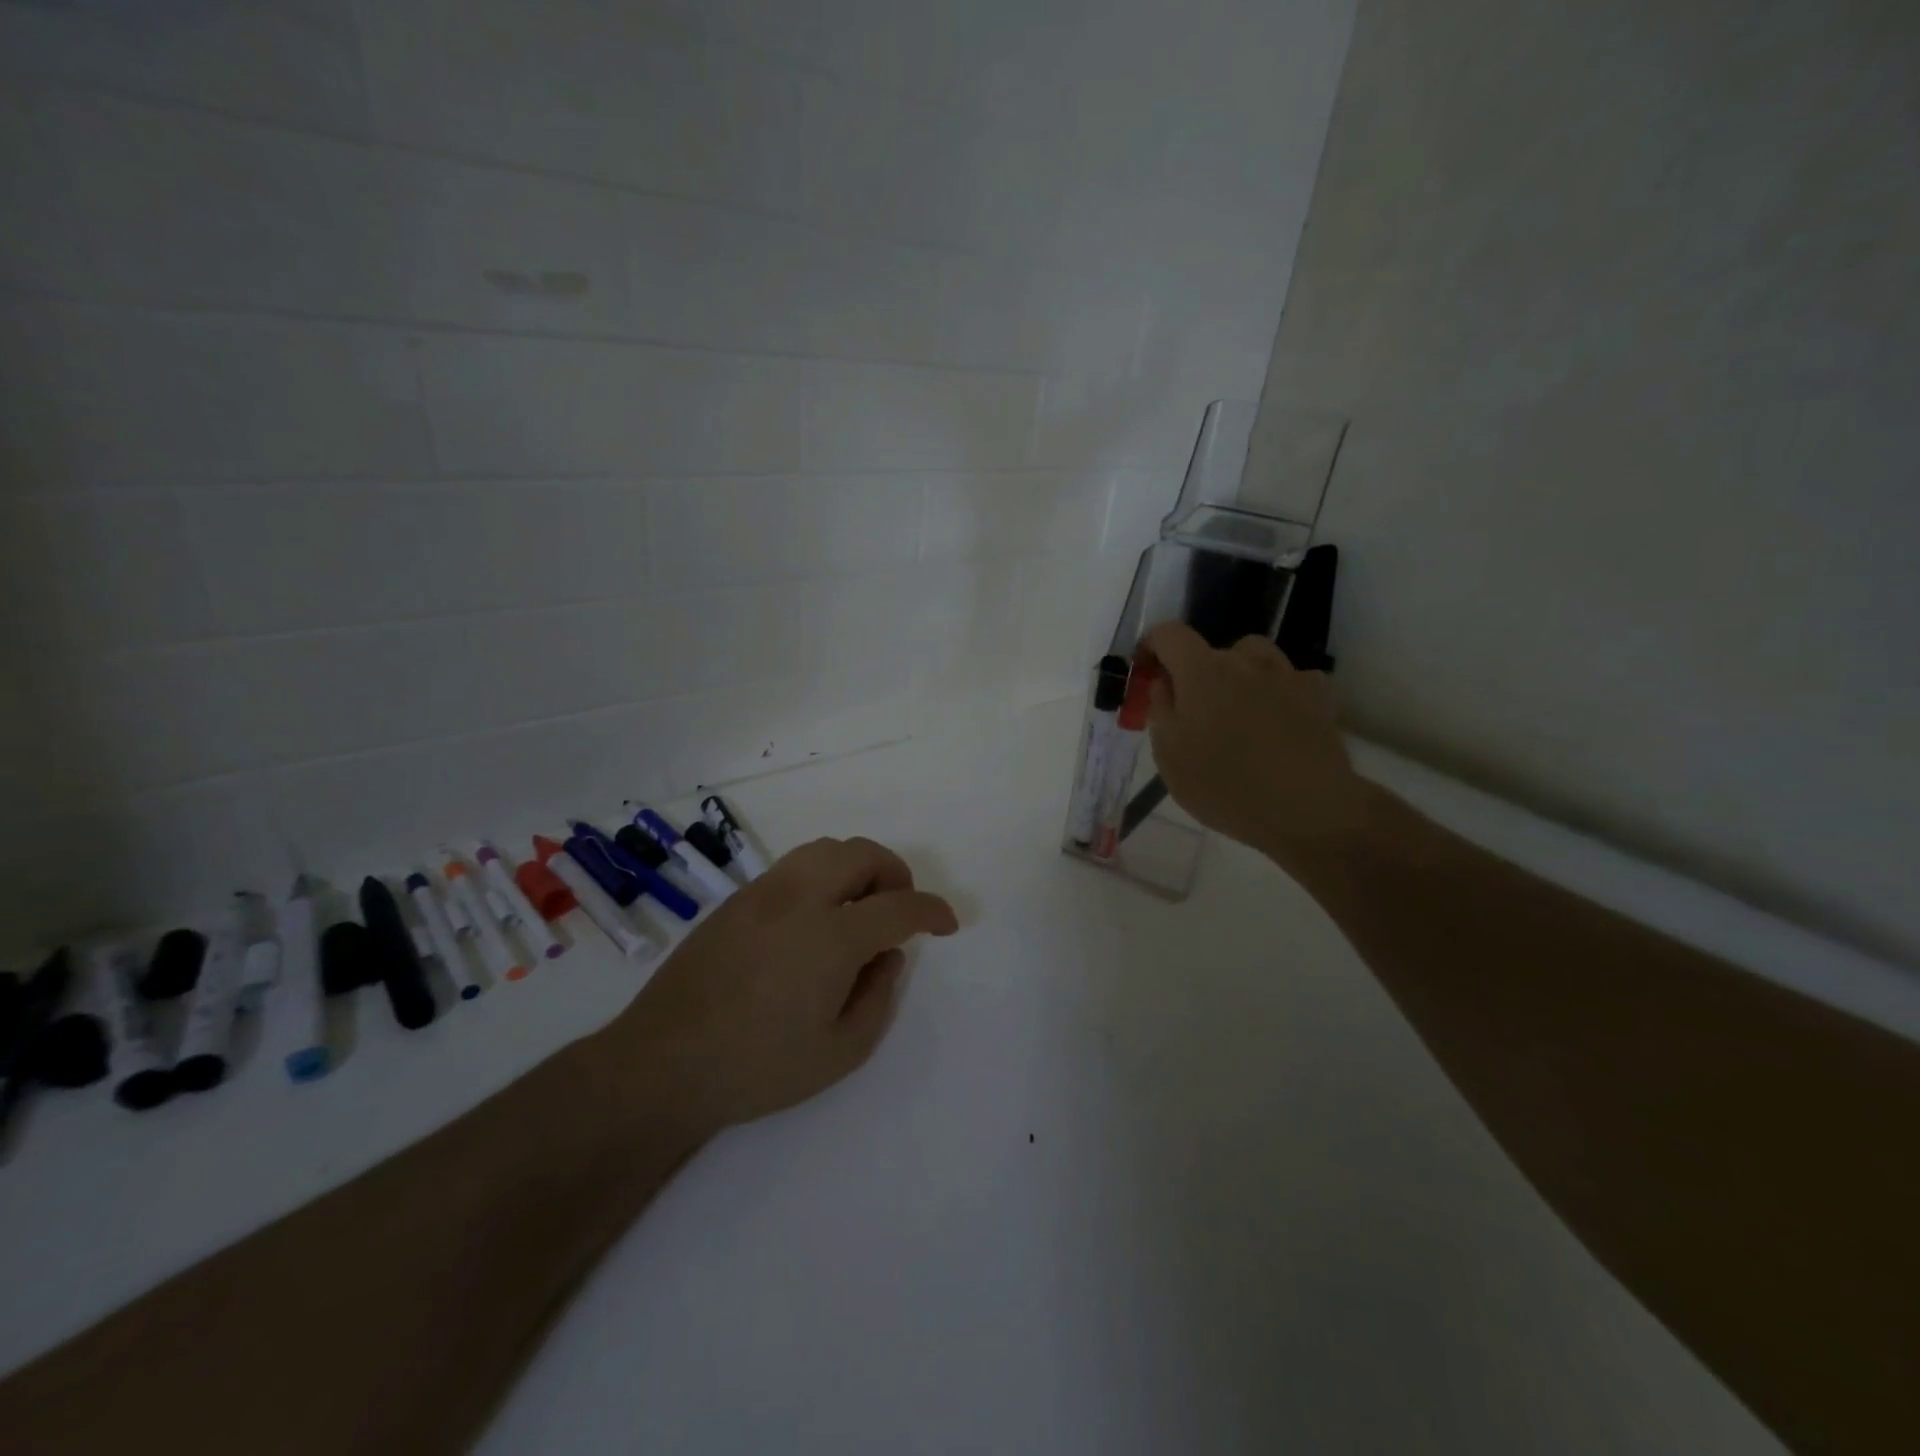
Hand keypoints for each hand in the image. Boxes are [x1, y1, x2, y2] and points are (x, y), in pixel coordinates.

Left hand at [605, 836, 957, 1134]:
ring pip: (825, 849)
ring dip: (857, 868)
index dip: (933, 910)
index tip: (947, 924)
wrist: (662, 1064)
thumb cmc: (758, 1067)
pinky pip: (794, 867)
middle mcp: (799, 898)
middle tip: (900, 911)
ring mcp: (762, 893)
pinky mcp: (735, 900)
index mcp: (831, 936)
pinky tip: (814, 919)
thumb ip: (878, 996)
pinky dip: (822, 876)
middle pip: (862, 854)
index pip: (899, 906)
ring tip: (858, 909)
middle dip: (895, 874)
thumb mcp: (840, 1052)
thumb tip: (889, 954)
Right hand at [1140, 622, 1373, 862]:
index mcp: (1201, 671)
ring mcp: (1286, 674)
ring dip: (1241, 675)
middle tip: (1195, 713)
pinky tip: (1278, 722)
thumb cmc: (1224, 785)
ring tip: (1239, 713)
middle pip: (1212, 650)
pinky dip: (1278, 692)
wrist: (1307, 808)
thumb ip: (1161, 709)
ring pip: (1255, 658)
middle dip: (1197, 673)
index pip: (1169, 634)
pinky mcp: (1319, 695)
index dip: (1152, 645)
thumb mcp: (1169, 756)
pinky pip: (1290, 679)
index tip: (1147, 672)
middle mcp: (1244, 660)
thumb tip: (1164, 682)